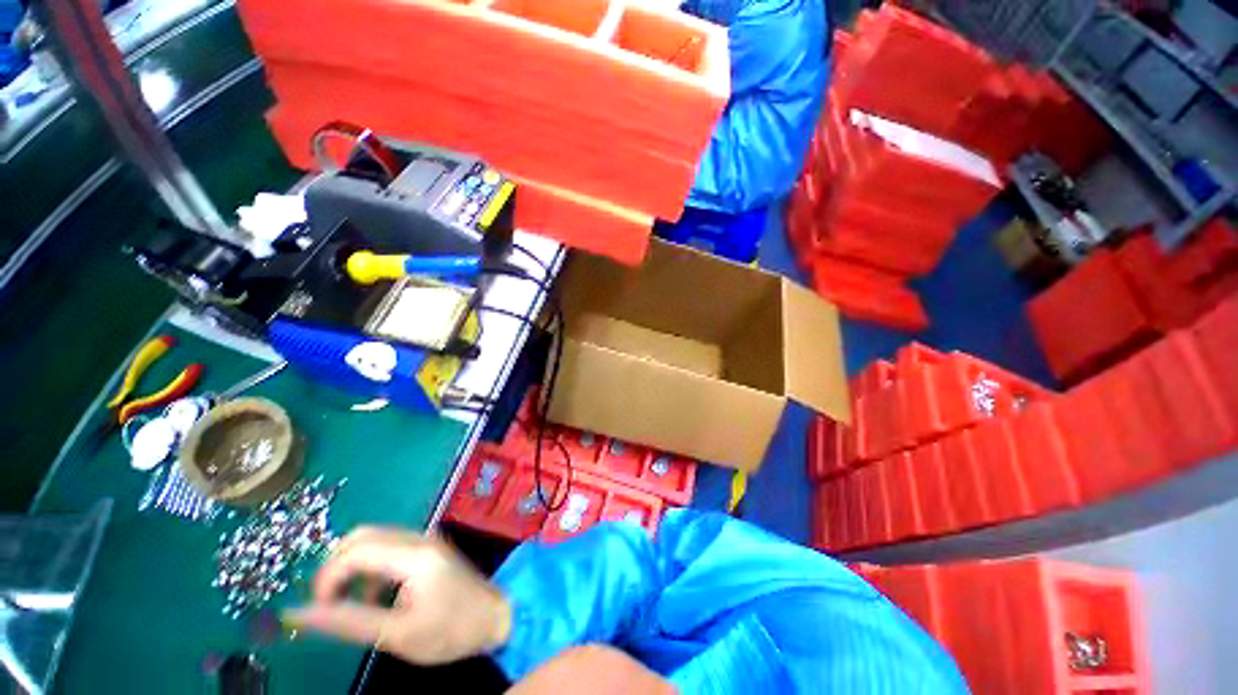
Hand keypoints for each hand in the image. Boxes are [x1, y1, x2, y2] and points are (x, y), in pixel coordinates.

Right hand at [283, 527, 511, 665]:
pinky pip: (388, 546)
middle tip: (331, 604)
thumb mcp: (397, 634)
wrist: (495, 616)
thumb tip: (298, 614)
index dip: (327, 578)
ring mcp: (425, 540)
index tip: (319, 610)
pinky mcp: (427, 548)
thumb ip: (348, 622)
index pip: (356, 550)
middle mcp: (419, 538)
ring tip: (353, 604)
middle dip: (336, 567)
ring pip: (374, 539)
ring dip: (352, 567)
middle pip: (362, 536)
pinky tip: (376, 596)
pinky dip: (370, 567)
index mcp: (414, 555)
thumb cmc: (450, 631)